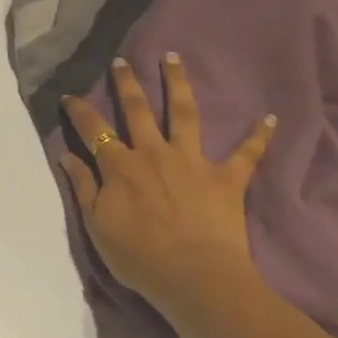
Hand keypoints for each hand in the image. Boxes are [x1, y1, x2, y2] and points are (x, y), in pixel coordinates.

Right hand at [59, 53, 274, 319]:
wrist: (197, 279)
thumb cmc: (140, 257)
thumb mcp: (97, 225)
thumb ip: (83, 186)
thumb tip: (66, 154)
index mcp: (120, 166)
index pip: (93, 129)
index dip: (78, 111)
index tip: (68, 96)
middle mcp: (153, 153)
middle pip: (137, 110)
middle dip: (127, 83)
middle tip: (121, 61)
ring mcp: (192, 162)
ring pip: (184, 114)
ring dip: (178, 84)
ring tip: (174, 58)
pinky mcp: (226, 179)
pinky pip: (247, 154)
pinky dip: (259, 136)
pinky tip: (270, 118)